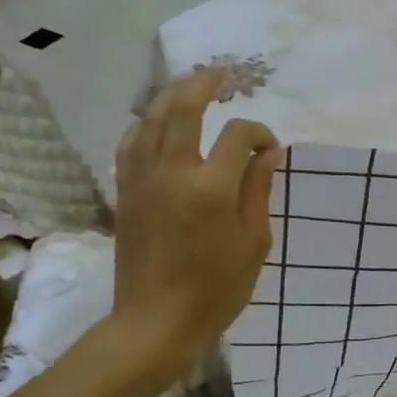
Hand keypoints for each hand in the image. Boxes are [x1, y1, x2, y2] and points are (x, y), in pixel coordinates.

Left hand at [109, 68, 281, 366]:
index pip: (237, 136)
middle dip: (204, 84)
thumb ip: (258, 190)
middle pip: (183, 108)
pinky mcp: (125, 192)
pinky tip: (158, 122)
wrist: (156, 322)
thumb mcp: (253, 242)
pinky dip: (147, 123)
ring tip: (191, 86)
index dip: (259, 134)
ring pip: (152, 118)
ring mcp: (142, 179)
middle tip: (222, 74)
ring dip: (172, 95)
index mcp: (211, 188)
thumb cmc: (216, 289)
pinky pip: (132, 142)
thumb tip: (267, 152)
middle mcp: (172, 172)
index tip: (271, 150)